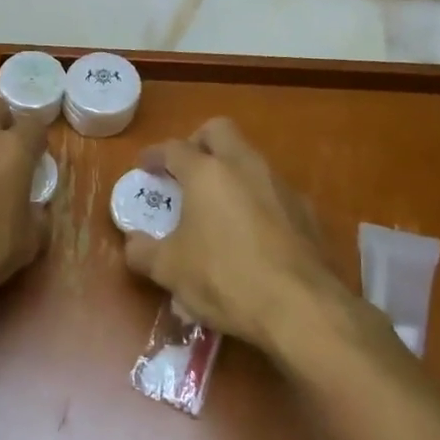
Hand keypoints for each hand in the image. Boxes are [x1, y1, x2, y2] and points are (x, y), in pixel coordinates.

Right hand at [123, 117, 360, 353]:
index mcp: (207, 173)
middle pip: (219, 131)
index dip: (155, 155)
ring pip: (250, 159)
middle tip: (184, 170)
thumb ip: (143, 251)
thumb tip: (133, 243)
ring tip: (214, 205)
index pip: (174, 148)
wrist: (300, 308)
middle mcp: (245, 167)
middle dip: (198, 143)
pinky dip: (255, 199)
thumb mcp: (169, 270)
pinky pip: (272, 190)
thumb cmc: (223, 278)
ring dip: (229, 171)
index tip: (144, 166)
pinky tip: (249, 232)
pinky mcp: (306, 211)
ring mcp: (280, 186)